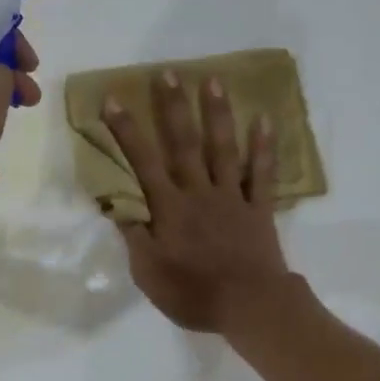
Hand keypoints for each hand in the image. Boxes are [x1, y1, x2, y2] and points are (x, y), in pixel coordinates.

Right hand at [100, 70, 294, 334]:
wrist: (251, 307)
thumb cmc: (194, 293)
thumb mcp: (149, 273)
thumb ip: (134, 236)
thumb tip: (117, 204)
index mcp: (170, 208)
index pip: (143, 162)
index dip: (127, 130)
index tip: (114, 99)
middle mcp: (199, 192)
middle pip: (184, 144)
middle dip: (173, 107)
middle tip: (168, 73)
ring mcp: (231, 196)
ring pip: (222, 148)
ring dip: (217, 113)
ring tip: (213, 80)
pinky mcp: (258, 207)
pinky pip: (261, 173)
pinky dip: (263, 147)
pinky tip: (265, 120)